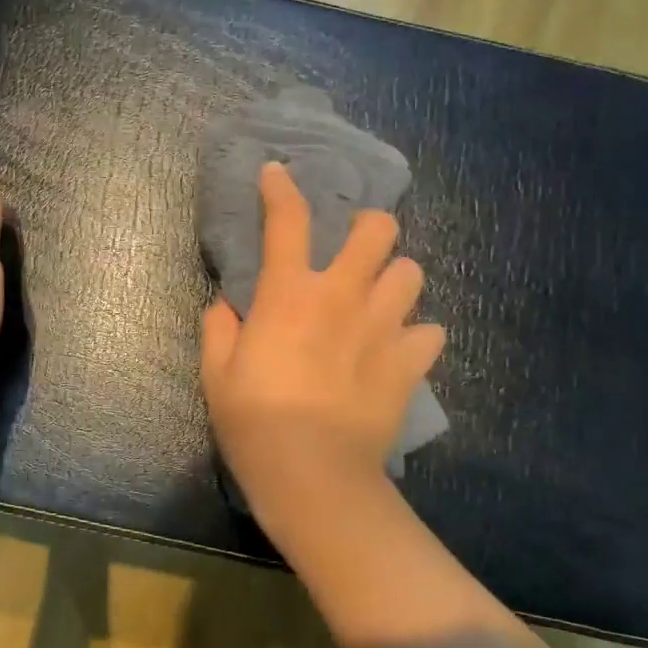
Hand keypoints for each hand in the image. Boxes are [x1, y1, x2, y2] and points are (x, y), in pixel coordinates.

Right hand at [201, 161, 444, 517]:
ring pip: (412, 273)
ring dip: (396, 280)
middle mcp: (342, 297)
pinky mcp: (410, 364)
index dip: (281, 188)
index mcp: (289, 295)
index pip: (287, 220)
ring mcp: (383, 328)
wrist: (313, 474)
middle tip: (356, 248)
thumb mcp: (216, 376)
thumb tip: (227, 307)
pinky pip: (431, 333)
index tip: (277, 173)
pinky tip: (401, 350)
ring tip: (382, 300)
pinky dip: (417, 336)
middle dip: (369, 227)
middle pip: (378, 231)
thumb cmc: (254, 424)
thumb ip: (218, 330)